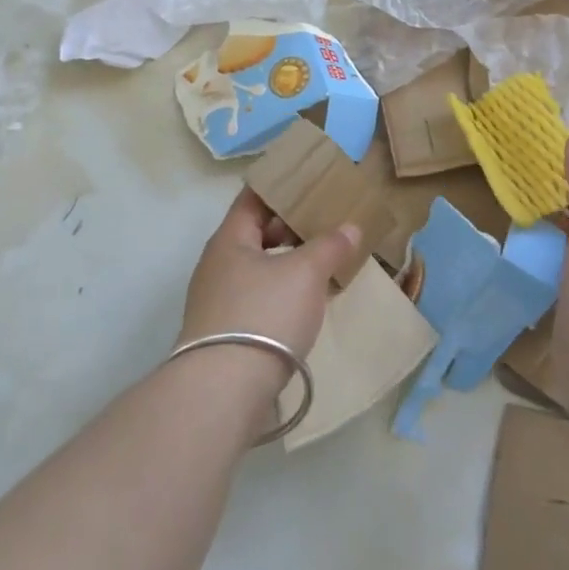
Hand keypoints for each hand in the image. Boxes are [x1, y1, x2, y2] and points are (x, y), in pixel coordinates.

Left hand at [177, 188, 359, 376]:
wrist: (224, 389)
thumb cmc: (264, 314)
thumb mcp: (305, 273)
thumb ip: (329, 245)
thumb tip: (350, 227)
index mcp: (229, 240)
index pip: (253, 199)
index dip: (281, 187)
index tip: (311, 181)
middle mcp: (218, 265)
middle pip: (256, 233)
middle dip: (291, 226)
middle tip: (327, 220)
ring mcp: (219, 300)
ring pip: (259, 267)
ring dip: (289, 261)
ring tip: (325, 259)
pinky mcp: (228, 331)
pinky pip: (260, 297)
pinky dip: (284, 290)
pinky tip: (308, 299)